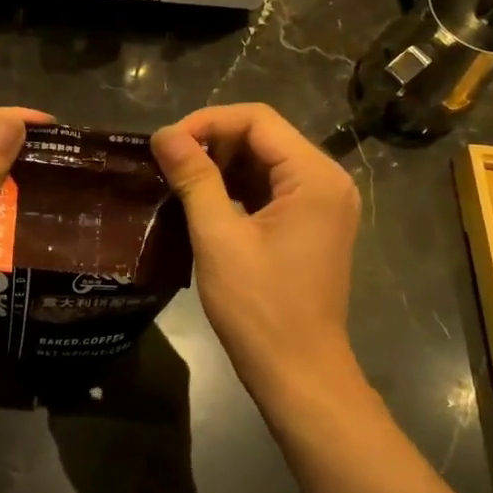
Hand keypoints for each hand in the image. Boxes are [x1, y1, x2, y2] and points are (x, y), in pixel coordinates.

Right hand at [151, 104, 361, 397]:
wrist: (298, 373)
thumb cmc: (259, 307)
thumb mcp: (218, 237)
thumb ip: (194, 178)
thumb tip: (165, 135)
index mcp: (314, 176)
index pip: (257, 119)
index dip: (207, 122)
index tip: (166, 144)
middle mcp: (327, 180)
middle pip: (263, 136)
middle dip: (213, 142)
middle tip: (168, 163)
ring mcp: (322, 204)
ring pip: (265, 161)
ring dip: (222, 164)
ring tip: (178, 179)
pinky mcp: (311, 225)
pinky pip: (271, 188)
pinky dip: (236, 187)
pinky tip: (203, 200)